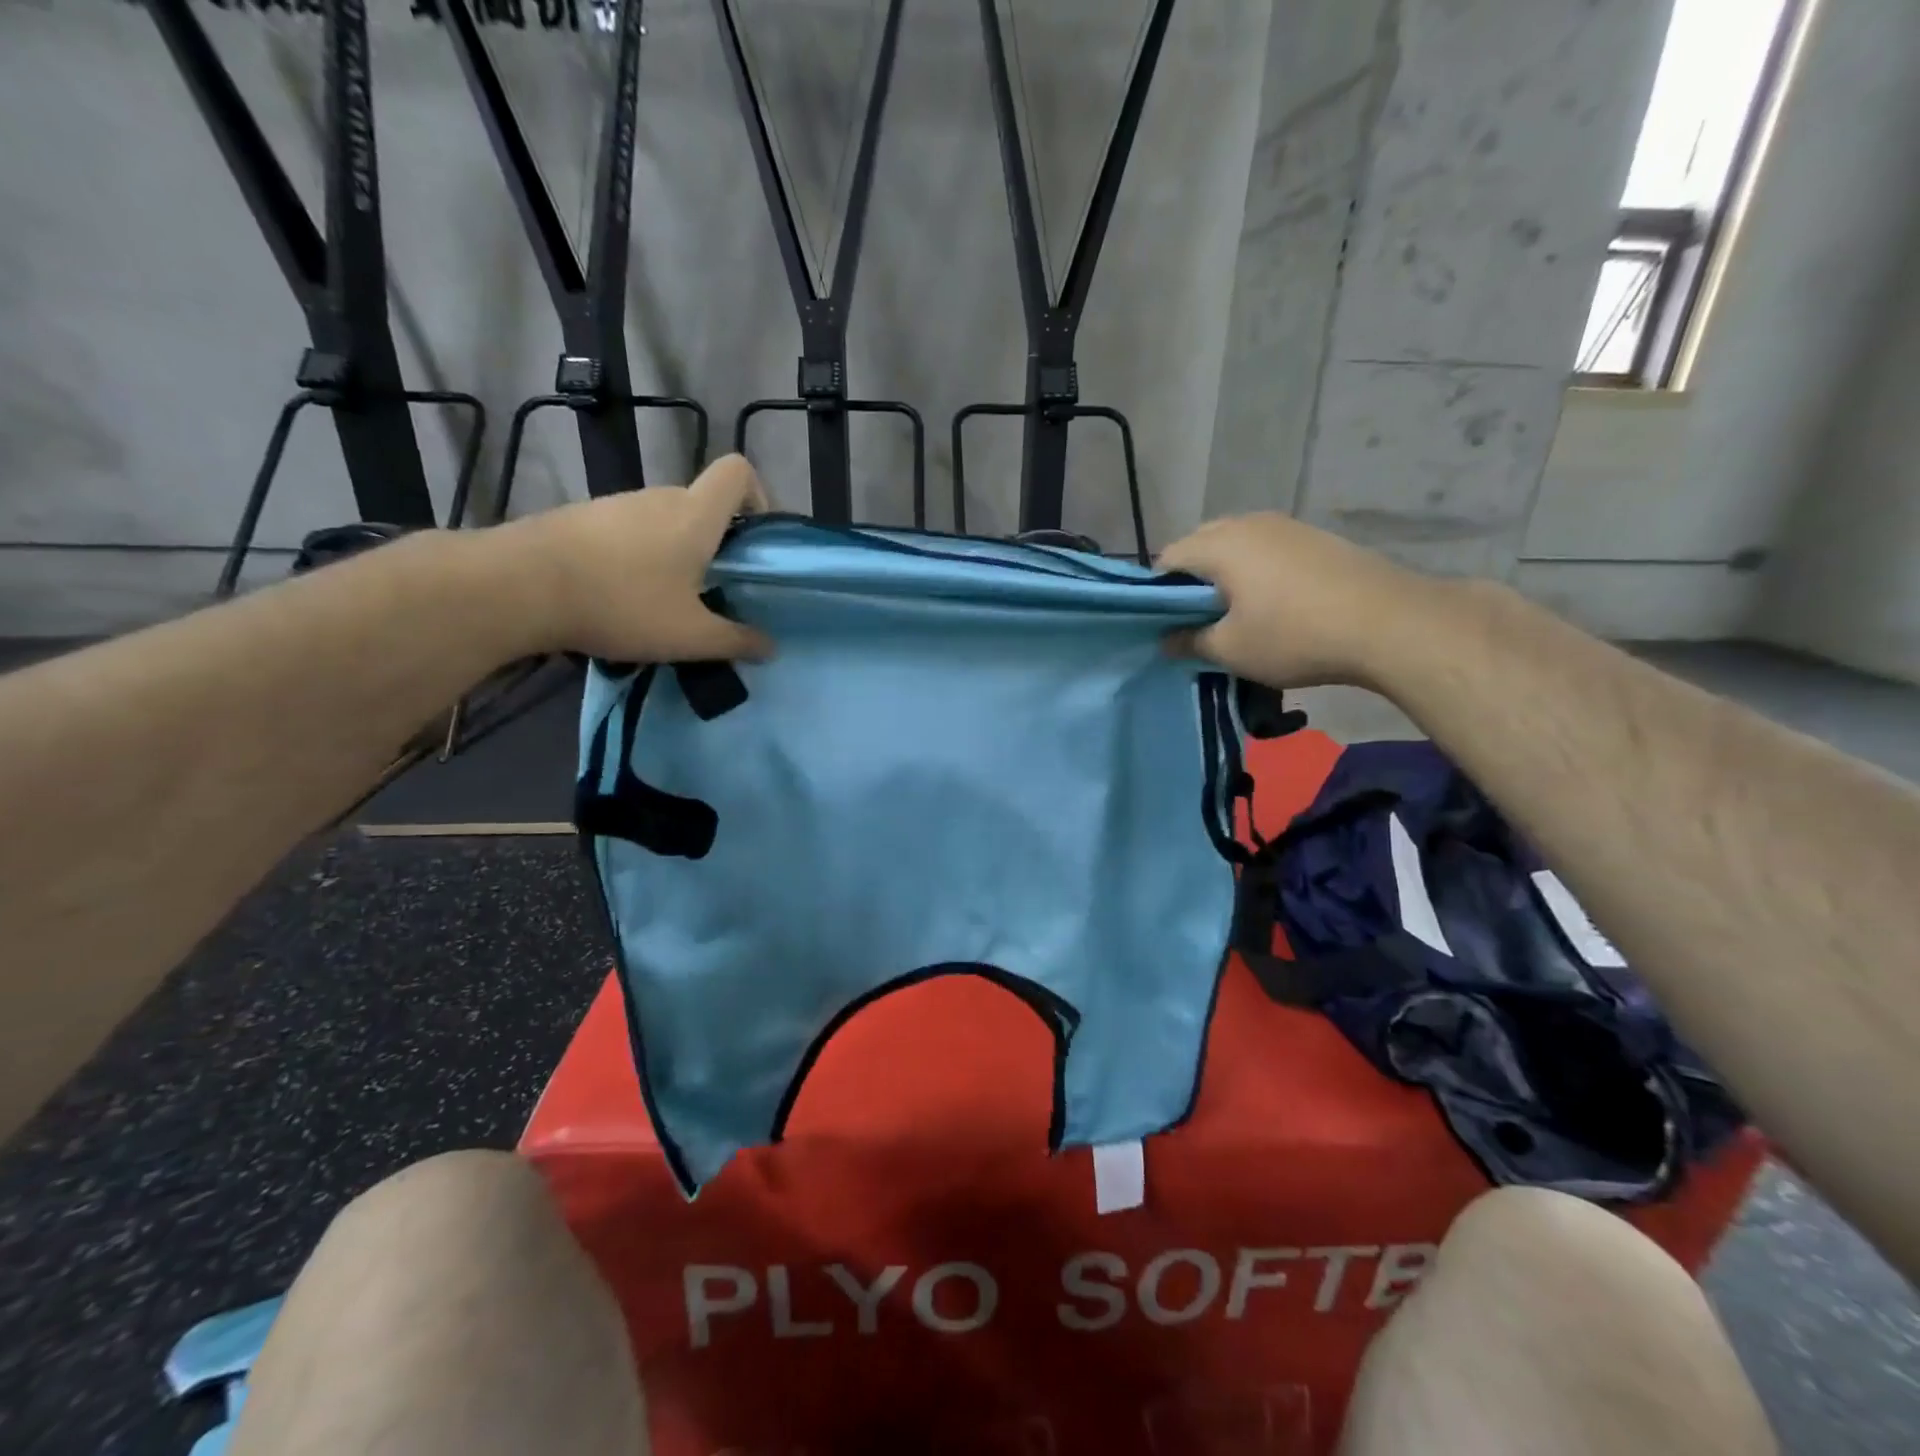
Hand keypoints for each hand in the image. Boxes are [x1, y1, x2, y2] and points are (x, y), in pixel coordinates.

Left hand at [494, 454, 775, 662]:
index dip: (756, 496)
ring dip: (674, 552)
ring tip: (662, 601)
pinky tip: (620, 595)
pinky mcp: (582, 517)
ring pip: (663, 519)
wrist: (519, 586)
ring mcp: (617, 504)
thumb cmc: (622, 603)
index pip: (737, 471)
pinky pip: (627, 531)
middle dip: (716, 541)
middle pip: (702, 502)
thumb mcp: (690, 636)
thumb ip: (736, 641)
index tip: (752, 540)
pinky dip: (637, 556)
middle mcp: (660, 497)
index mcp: (695, 515)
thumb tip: (770, 647)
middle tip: (711, 589)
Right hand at [1157, 512, 1443, 688]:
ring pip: (1236, 543)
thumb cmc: (1294, 636)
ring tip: (1234, 611)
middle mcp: (1249, 523)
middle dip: (1190, 579)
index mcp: (1220, 545)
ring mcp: (1286, 526)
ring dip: (1224, 573)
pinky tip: (1271, 601)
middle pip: (1200, 543)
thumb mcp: (1231, 650)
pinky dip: (1255, 569)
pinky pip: (1267, 548)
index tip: (1165, 623)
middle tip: (1196, 619)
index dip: (1157, 591)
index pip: (1168, 557)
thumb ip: (1189, 642)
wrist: (1389, 624)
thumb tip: (1166, 640)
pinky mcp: (1315, 537)